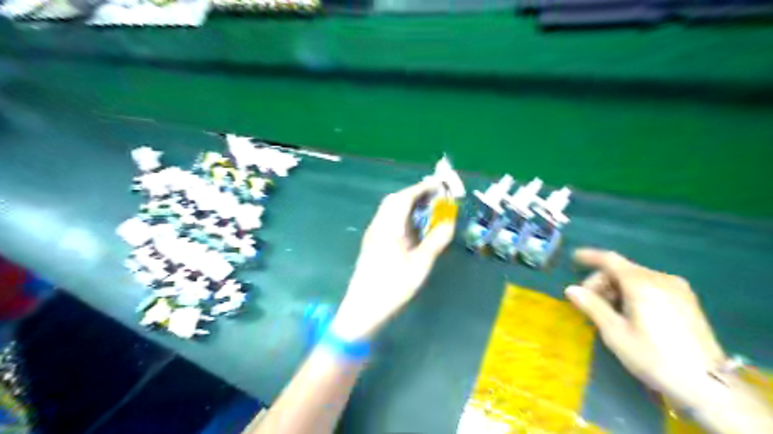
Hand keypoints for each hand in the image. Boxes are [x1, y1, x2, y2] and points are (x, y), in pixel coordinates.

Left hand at [331, 180, 453, 341]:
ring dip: (408, 205)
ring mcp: (373, 233)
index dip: (422, 188)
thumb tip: (449, 223)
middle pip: (395, 200)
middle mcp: (378, 225)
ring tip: (428, 211)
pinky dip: (402, 216)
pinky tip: (413, 228)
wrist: (363, 308)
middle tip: (435, 198)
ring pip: (390, 210)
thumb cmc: (392, 287)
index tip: (439, 185)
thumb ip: (435, 242)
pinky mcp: (372, 242)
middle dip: (415, 194)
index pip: (404, 198)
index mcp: (389, 227)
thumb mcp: (420, 265)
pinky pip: (388, 220)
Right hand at [566, 249, 728, 407]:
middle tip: (590, 303)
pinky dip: (634, 291)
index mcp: (642, 284)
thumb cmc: (653, 357)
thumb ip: (592, 306)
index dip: (590, 256)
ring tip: (610, 311)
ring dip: (617, 288)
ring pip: (636, 277)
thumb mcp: (615, 333)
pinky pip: (651, 285)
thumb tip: (571, 289)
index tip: (574, 257)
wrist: (707, 384)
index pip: (610, 260)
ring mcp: (677, 288)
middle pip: (622, 270)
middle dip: (602, 282)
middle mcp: (661, 279)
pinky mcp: (686, 299)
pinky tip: (630, 311)